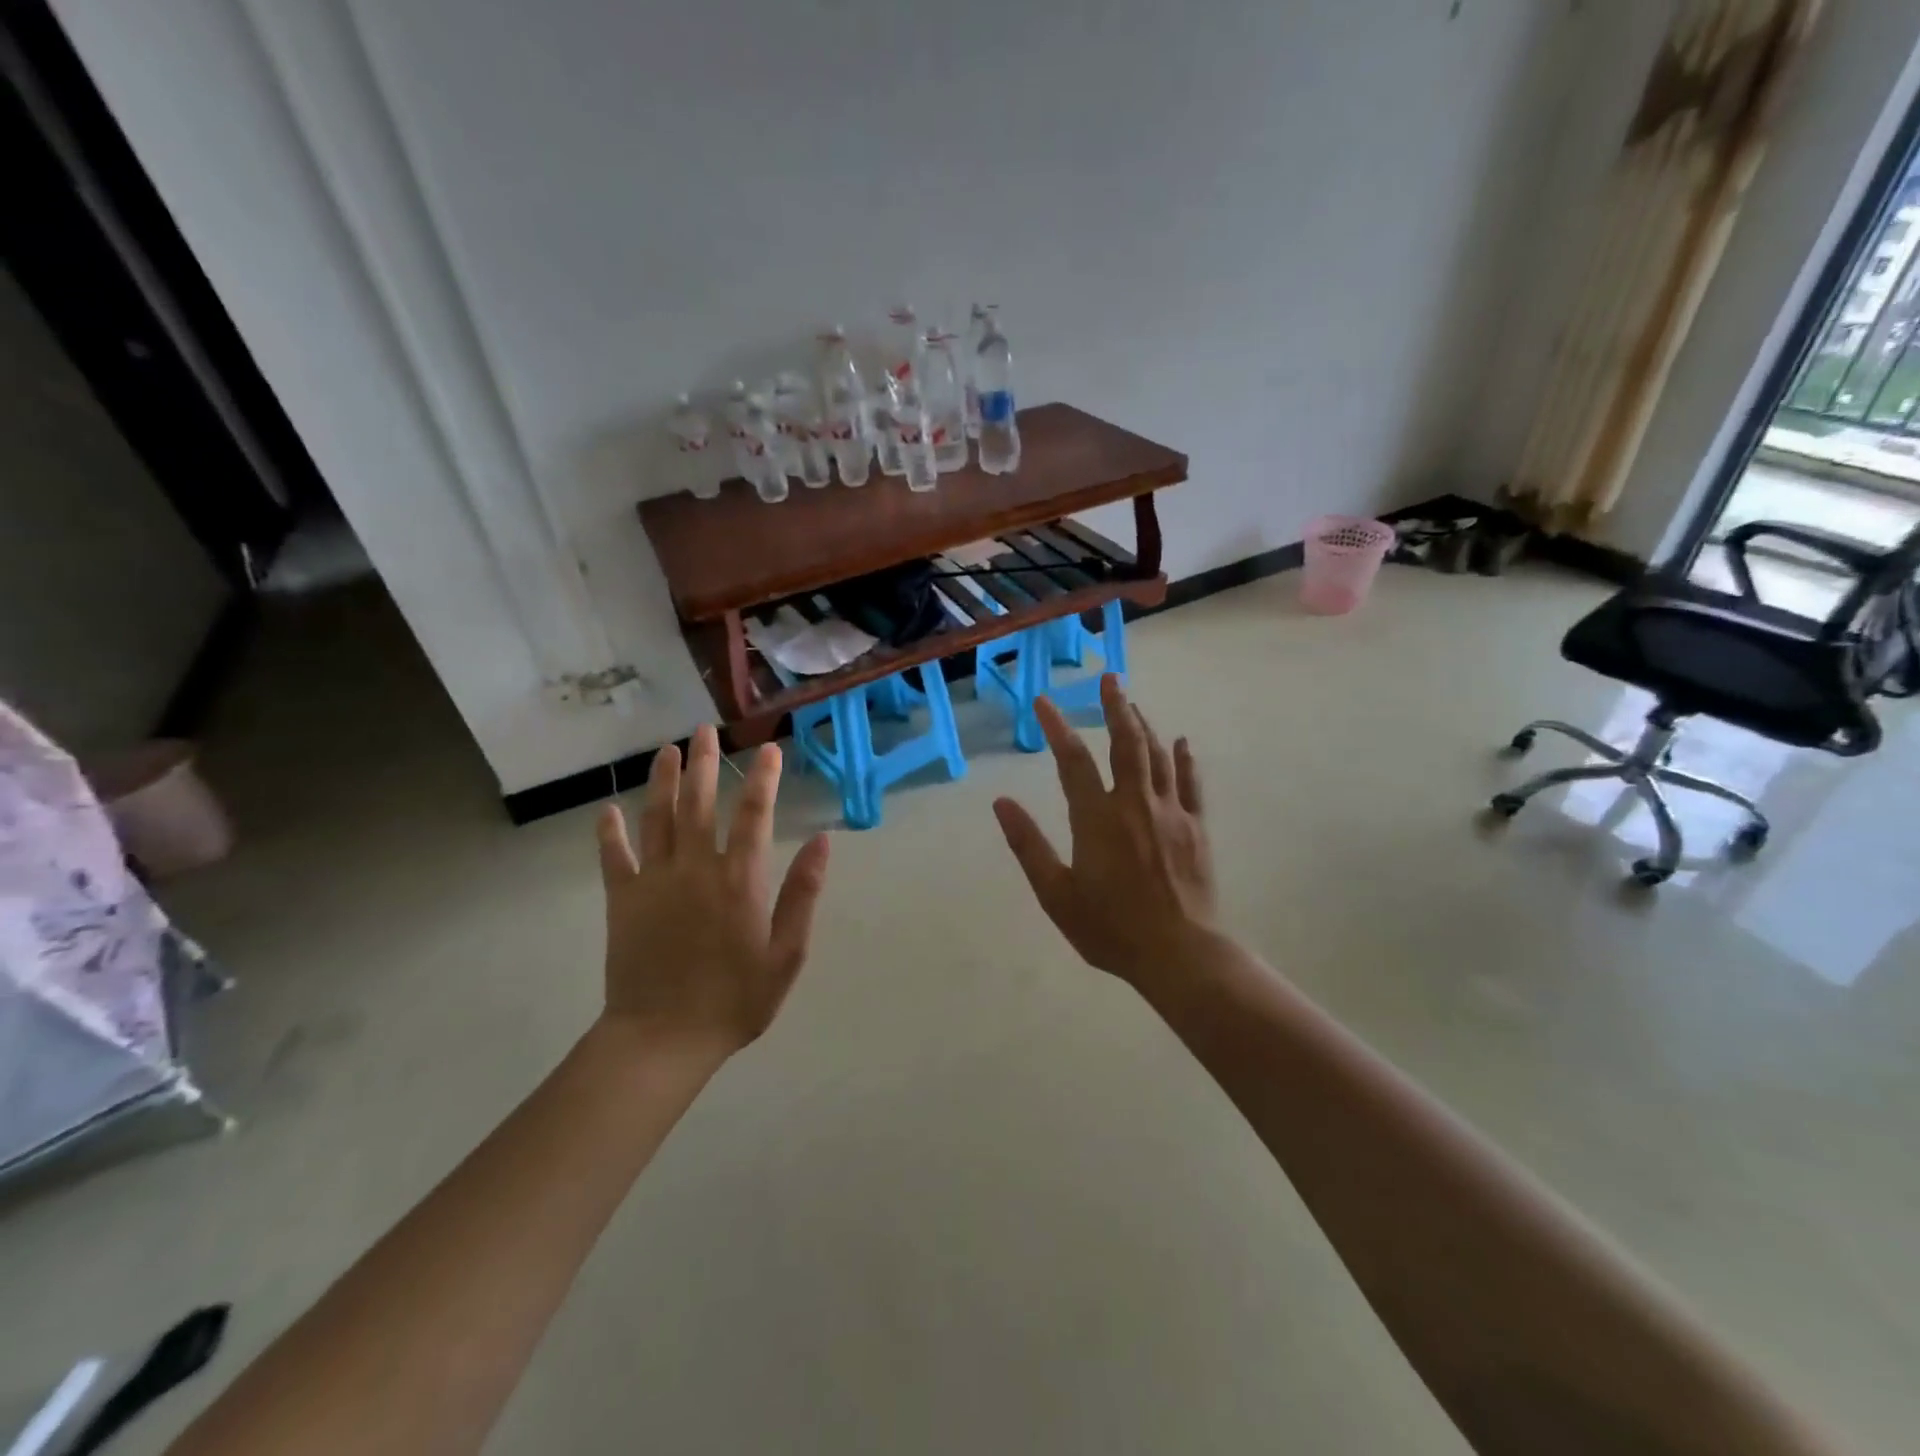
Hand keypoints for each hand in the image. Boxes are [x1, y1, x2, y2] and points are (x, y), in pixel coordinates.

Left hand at [595, 725, 830, 1060]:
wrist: (662, 1038)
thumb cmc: (734, 1000)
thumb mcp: (787, 954)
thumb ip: (803, 894)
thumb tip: (823, 841)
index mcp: (740, 879)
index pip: (755, 815)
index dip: (764, 779)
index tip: (769, 749)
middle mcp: (696, 867)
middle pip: (700, 803)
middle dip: (706, 763)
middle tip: (706, 730)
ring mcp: (654, 880)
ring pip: (658, 818)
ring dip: (663, 781)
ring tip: (668, 750)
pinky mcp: (623, 900)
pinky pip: (614, 857)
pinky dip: (610, 831)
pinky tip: (608, 809)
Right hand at [993, 675, 1216, 990]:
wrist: (1179, 953)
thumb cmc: (1110, 928)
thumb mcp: (1056, 894)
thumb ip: (1028, 845)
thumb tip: (1001, 803)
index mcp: (1097, 818)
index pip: (1073, 760)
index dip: (1057, 727)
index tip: (1043, 701)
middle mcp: (1135, 804)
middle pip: (1125, 743)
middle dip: (1115, 707)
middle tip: (1109, 678)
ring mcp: (1171, 813)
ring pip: (1157, 756)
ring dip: (1144, 725)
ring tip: (1133, 704)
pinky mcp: (1197, 828)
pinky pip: (1191, 783)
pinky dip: (1185, 759)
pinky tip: (1182, 741)